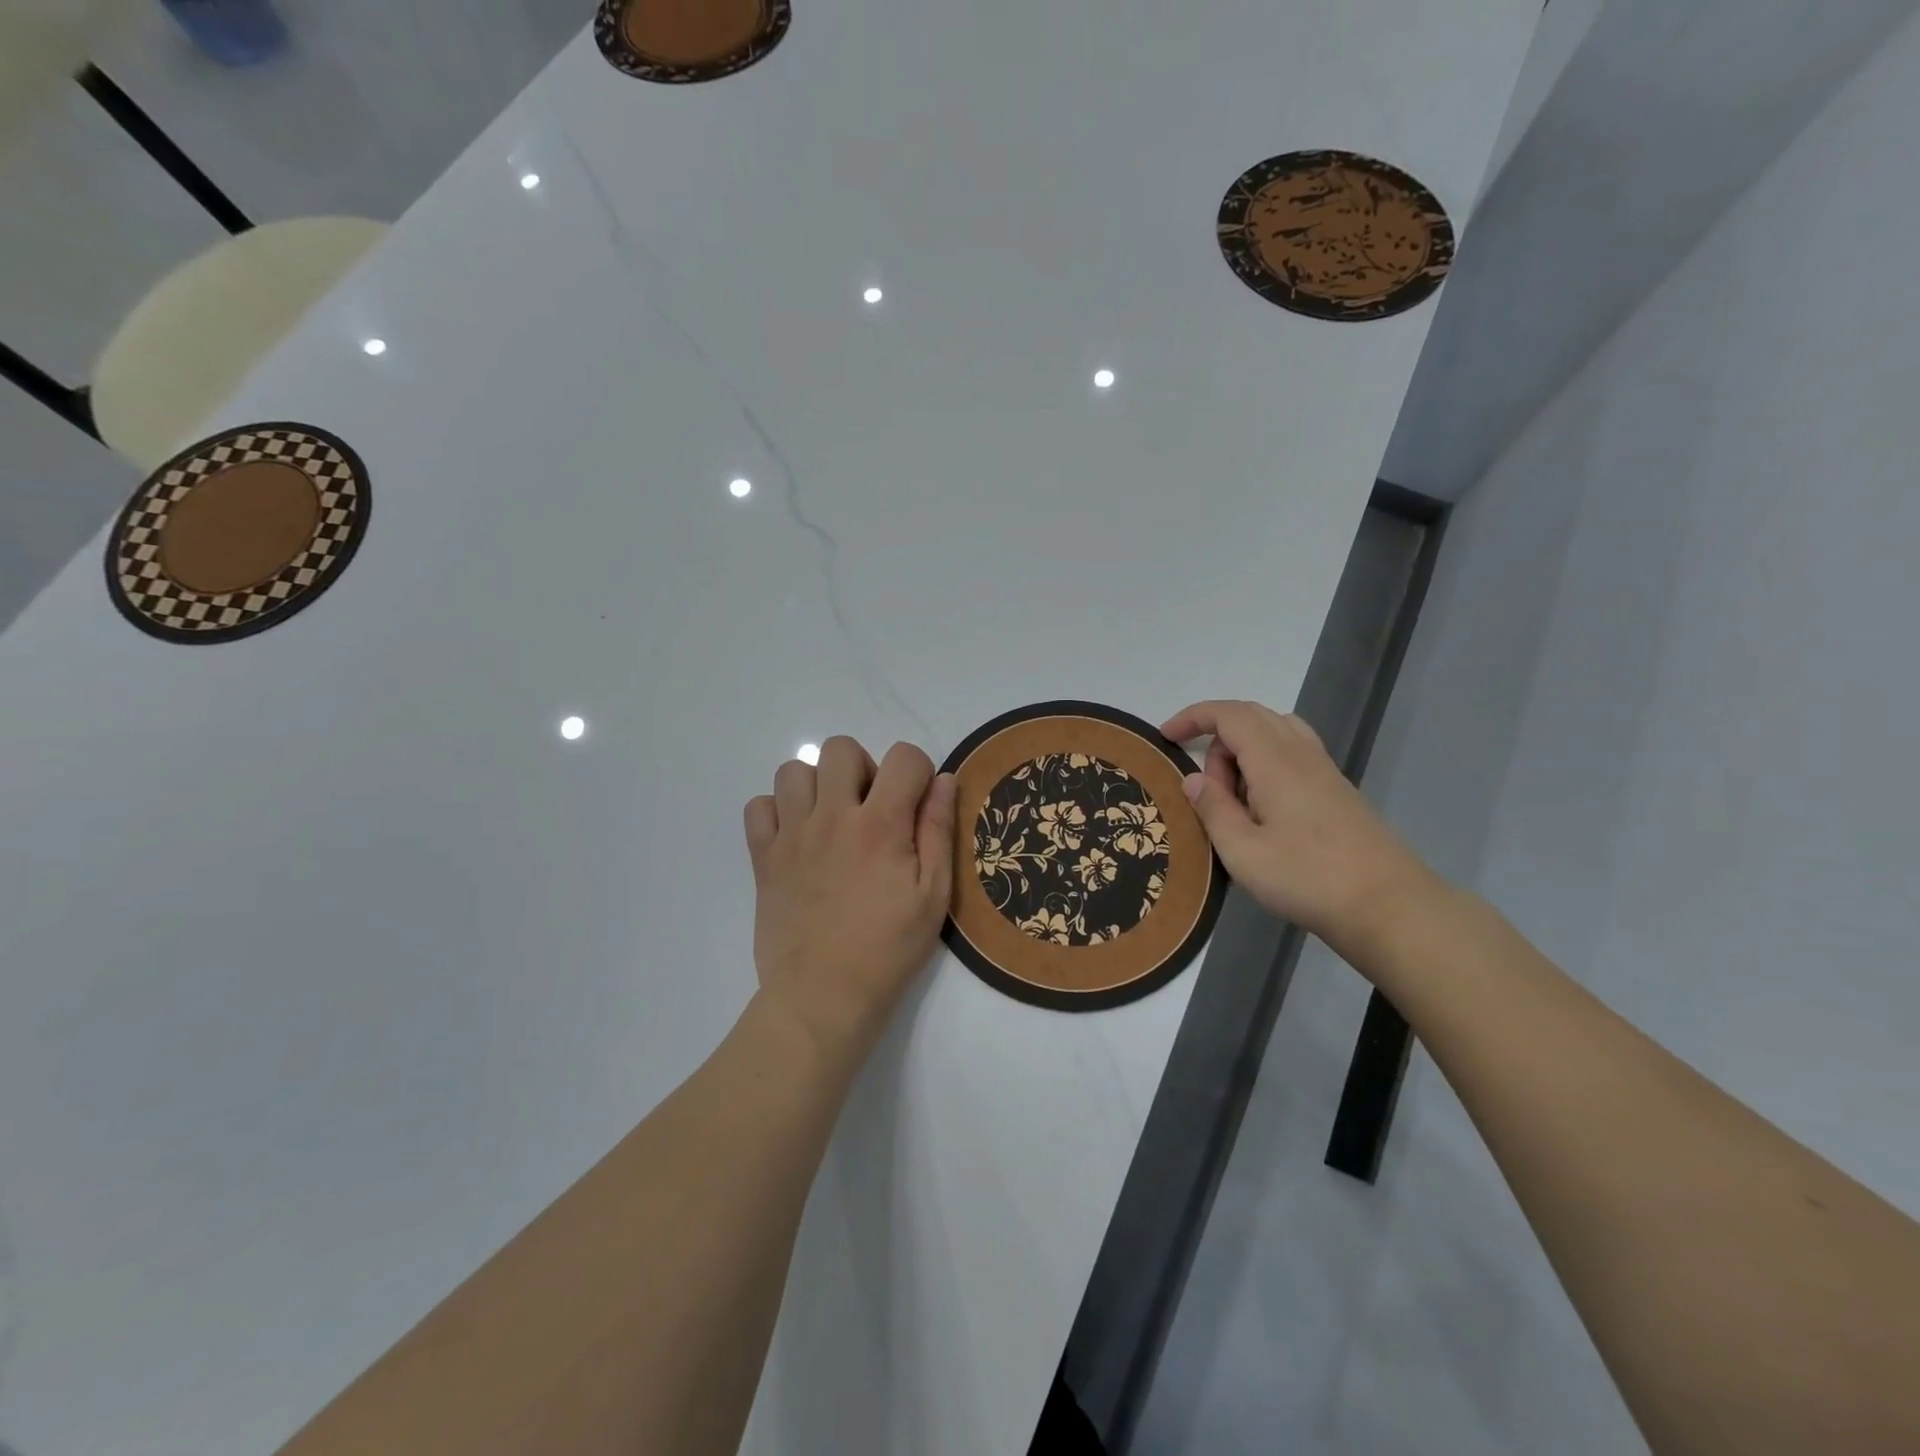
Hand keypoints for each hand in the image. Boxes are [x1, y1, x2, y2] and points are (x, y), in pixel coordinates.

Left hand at [744, 737, 955, 1064]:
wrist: (822, 996)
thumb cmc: (888, 949)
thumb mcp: (933, 895)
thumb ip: (939, 830)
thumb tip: (944, 779)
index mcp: (880, 824)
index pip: (903, 756)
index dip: (918, 772)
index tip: (917, 804)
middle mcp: (831, 817)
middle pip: (840, 748)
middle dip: (863, 768)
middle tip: (871, 810)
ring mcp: (791, 835)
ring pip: (793, 770)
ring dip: (817, 785)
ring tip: (831, 821)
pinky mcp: (763, 858)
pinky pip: (758, 807)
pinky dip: (776, 812)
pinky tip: (796, 839)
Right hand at [1162, 700, 1436, 949]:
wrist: (1389, 907)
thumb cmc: (1307, 878)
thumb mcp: (1242, 851)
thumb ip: (1212, 809)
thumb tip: (1194, 779)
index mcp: (1275, 760)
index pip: (1229, 714)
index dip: (1193, 717)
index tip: (1166, 736)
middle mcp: (1302, 754)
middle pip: (1253, 717)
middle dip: (1216, 737)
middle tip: (1205, 787)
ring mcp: (1325, 771)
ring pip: (1276, 732)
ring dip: (1243, 751)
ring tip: (1233, 797)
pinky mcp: (1338, 791)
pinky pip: (1293, 754)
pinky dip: (1266, 765)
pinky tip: (1263, 809)